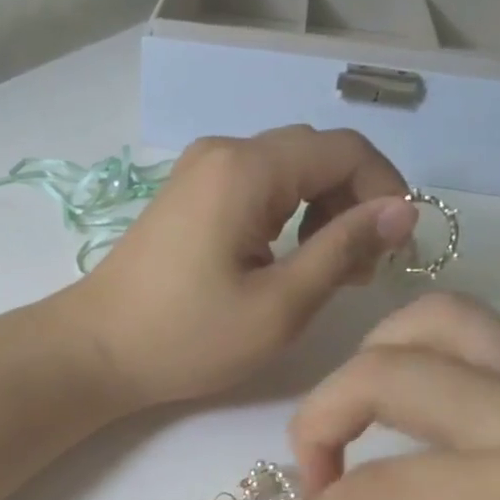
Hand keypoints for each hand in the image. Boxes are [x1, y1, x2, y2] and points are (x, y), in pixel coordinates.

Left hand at [66, 127, 417, 406]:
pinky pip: (258, 186)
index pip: (345, 149)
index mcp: (247, 168)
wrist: (96, 350)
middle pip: (317, 154)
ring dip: (323, 211)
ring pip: (289, 170)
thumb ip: (344, 249)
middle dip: (355, 203)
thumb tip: (403, 210)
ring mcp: (202, 169)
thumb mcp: (279, 304)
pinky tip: (287, 261)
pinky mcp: (191, 193)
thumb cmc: (188, 337)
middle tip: (363, 269)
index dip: (386, 189)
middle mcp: (224, 150)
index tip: (398, 248)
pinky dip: (288, 215)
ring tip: (329, 271)